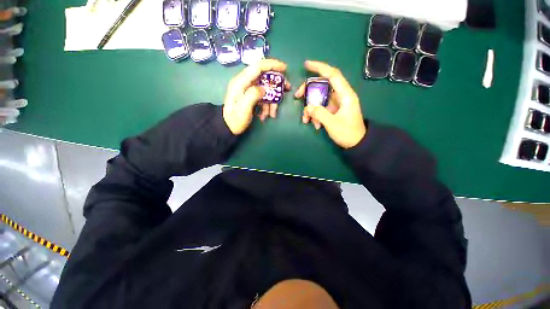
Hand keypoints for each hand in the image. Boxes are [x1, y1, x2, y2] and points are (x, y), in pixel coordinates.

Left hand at [223, 59, 289, 134]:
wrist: (229, 127)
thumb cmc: (235, 119)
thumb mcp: (244, 108)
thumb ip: (253, 95)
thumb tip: (264, 88)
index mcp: (241, 82)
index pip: (257, 67)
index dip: (272, 65)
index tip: (285, 68)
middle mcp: (245, 83)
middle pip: (264, 77)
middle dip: (276, 84)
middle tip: (287, 89)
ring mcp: (248, 90)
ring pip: (265, 89)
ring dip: (272, 100)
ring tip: (273, 113)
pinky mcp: (251, 97)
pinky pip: (263, 97)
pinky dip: (267, 105)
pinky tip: (266, 115)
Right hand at [295, 61, 366, 148]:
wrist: (356, 143)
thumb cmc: (347, 133)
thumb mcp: (332, 124)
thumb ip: (319, 114)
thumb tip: (307, 107)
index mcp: (345, 95)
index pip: (332, 74)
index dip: (320, 67)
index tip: (306, 65)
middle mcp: (340, 96)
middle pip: (321, 86)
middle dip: (308, 91)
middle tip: (297, 97)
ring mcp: (336, 103)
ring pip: (319, 99)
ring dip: (310, 109)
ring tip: (306, 120)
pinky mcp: (332, 110)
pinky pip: (320, 108)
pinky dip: (315, 115)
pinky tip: (315, 125)